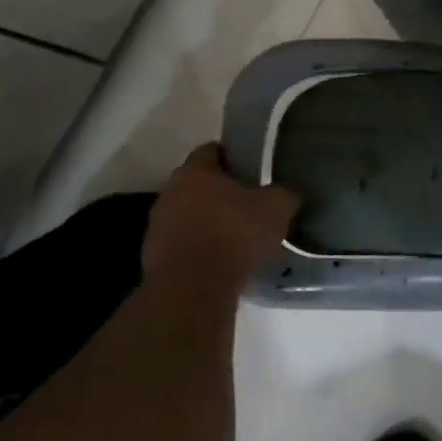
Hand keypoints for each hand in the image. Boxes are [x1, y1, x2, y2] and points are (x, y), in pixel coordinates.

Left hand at [141, 143, 299, 288]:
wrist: (193, 290)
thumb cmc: (234, 235)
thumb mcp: (276, 208)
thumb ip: (283, 193)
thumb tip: (286, 192)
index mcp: (195, 171)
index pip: (213, 150)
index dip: (235, 156)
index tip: (255, 168)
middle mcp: (169, 192)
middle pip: (200, 184)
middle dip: (223, 192)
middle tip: (251, 203)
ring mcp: (158, 226)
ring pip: (190, 215)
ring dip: (210, 221)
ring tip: (239, 236)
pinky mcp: (155, 258)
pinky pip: (185, 244)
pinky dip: (202, 248)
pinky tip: (224, 261)